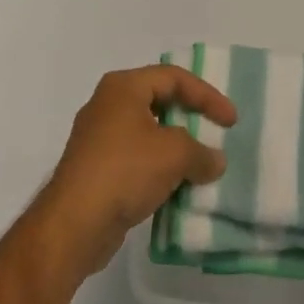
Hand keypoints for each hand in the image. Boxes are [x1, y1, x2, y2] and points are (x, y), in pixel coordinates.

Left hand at [34, 64, 236, 278]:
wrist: (72, 225)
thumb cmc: (125, 171)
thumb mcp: (174, 154)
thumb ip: (201, 152)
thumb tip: (215, 161)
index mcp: (123, 87)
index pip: (174, 78)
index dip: (207, 95)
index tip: (231, 121)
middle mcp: (107, 104)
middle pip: (159, 101)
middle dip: (190, 119)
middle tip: (214, 134)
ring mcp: (97, 138)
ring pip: (147, 133)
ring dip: (175, 148)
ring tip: (199, 165)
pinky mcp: (94, 170)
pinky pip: (135, 160)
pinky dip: (157, 169)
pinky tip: (174, 188)